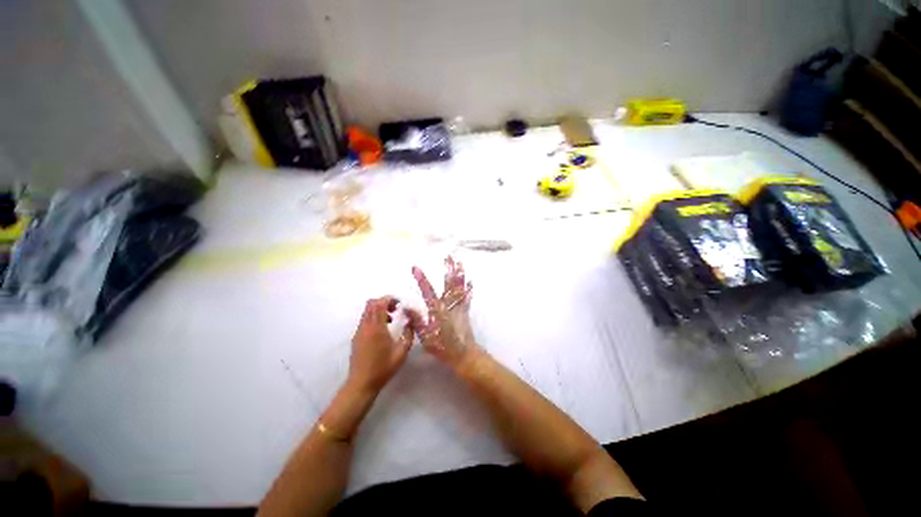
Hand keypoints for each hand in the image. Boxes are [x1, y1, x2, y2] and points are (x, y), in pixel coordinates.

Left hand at [348, 297, 415, 393]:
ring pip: (367, 311)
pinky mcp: (356, 337)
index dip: (390, 299)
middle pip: (371, 303)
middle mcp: (366, 326)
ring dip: (379, 310)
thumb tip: (411, 321)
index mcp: (377, 328)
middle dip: (384, 302)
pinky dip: (374, 317)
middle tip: (396, 309)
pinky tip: (383, 330)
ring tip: (391, 319)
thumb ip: (409, 333)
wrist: (361, 383)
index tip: (400, 303)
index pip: (379, 304)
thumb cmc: (383, 368)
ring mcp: (359, 331)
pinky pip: (365, 320)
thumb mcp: (402, 351)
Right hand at [408, 257, 480, 369]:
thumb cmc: (443, 347)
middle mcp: (449, 305)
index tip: (415, 267)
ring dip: (459, 274)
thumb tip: (407, 307)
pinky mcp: (465, 311)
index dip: (421, 278)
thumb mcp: (425, 337)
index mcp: (437, 310)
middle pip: (448, 284)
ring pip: (459, 287)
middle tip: (449, 257)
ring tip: (460, 263)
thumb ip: (417, 321)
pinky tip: (471, 281)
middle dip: (448, 269)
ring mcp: (459, 307)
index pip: (427, 291)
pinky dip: (469, 288)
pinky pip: (467, 297)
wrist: (463, 355)